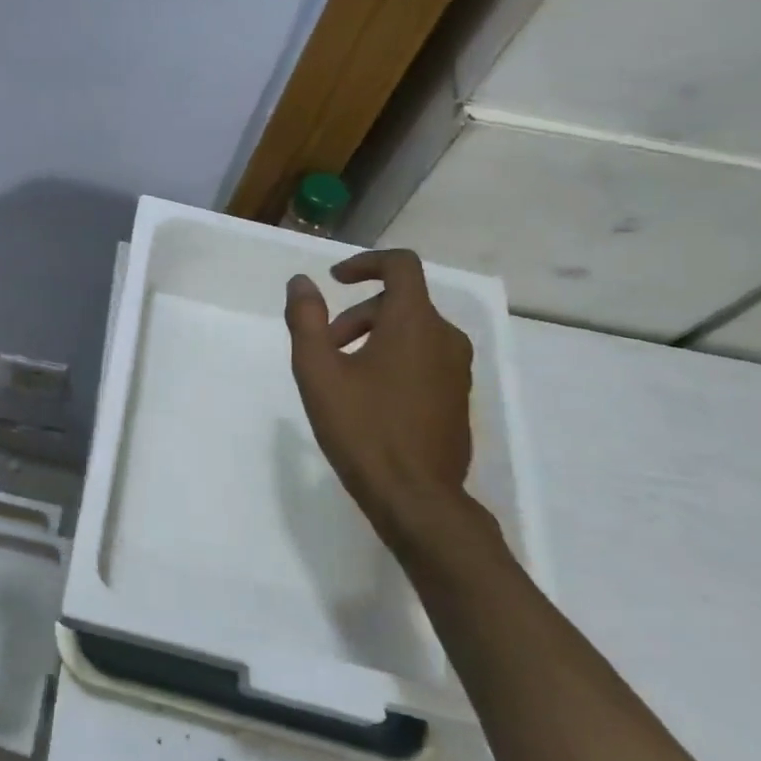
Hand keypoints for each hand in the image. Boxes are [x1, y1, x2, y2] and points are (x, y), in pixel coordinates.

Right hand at [284, 249, 475, 542]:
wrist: (416, 497)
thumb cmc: (362, 429)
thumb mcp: (318, 373)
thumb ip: (306, 321)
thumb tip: (302, 283)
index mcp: (414, 323)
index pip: (401, 265)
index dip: (365, 263)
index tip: (335, 281)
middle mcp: (445, 337)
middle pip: (401, 302)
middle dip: (357, 314)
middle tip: (326, 347)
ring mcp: (457, 369)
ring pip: (413, 331)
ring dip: (374, 337)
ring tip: (342, 376)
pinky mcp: (458, 396)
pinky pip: (425, 357)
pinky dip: (394, 358)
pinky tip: (369, 398)